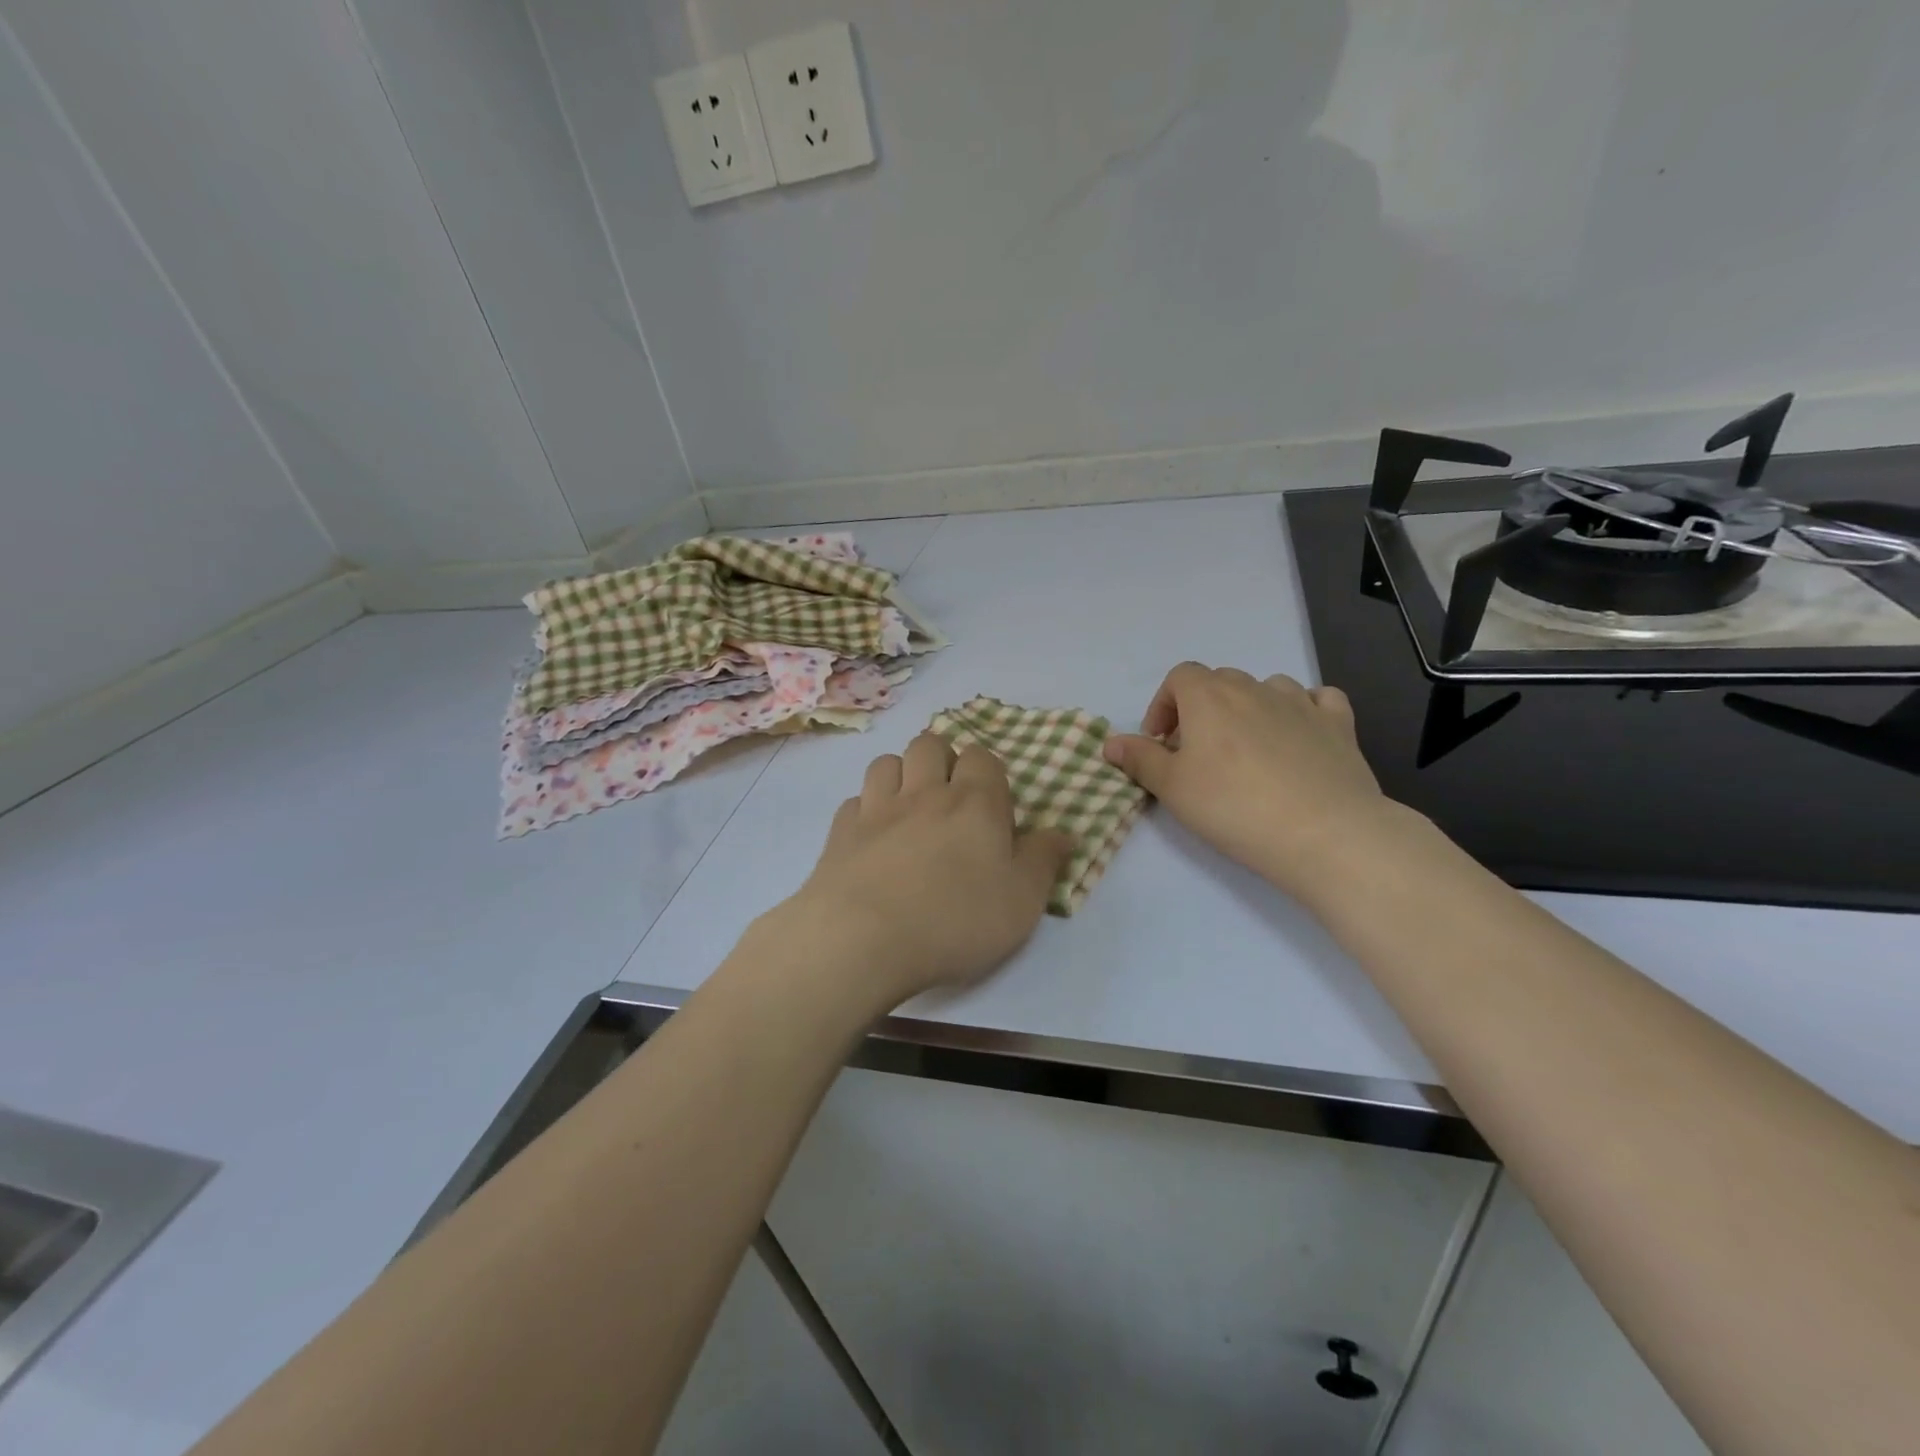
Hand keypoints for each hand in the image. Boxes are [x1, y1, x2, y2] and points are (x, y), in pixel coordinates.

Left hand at [768, 733, 1071, 1009]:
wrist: (864, 939)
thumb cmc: (955, 920)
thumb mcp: (1022, 900)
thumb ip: (1044, 861)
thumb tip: (1063, 833)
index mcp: (974, 802)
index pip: (982, 757)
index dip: (987, 773)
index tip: (992, 807)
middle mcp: (924, 793)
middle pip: (929, 744)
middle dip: (941, 759)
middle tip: (949, 798)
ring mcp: (877, 808)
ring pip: (887, 763)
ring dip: (900, 775)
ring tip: (908, 808)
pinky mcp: (840, 832)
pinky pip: (854, 802)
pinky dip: (865, 810)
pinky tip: (872, 837)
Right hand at [1102, 664, 1398, 897]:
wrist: (1323, 833)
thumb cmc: (1234, 807)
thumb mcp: (1172, 788)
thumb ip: (1139, 760)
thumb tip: (1110, 742)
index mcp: (1209, 697)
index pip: (1179, 677)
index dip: (1164, 705)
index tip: (1161, 743)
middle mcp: (1254, 688)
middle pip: (1219, 681)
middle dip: (1202, 709)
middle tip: (1197, 753)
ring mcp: (1301, 702)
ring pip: (1267, 687)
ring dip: (1250, 707)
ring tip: (1246, 747)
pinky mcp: (1338, 724)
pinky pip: (1318, 700)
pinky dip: (1303, 709)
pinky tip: (1299, 734)